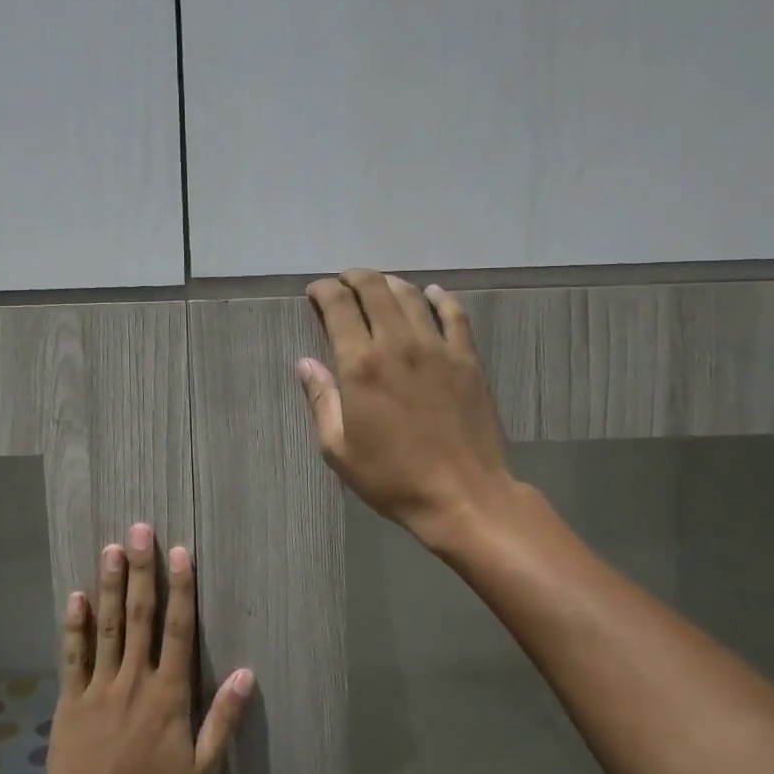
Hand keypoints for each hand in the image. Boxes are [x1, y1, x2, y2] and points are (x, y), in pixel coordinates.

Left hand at [38, 524, 252, 773]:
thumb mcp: (201, 773)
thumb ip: (222, 720)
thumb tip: (247, 673)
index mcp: (168, 696)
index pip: (178, 631)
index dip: (181, 589)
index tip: (180, 552)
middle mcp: (133, 682)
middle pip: (140, 617)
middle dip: (143, 571)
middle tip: (140, 530)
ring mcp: (98, 689)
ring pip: (108, 627)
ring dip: (111, 586)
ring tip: (111, 549)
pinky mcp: (70, 702)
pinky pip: (73, 657)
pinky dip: (75, 626)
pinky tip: (76, 596)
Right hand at [301, 269, 513, 545]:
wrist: (462, 495)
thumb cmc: (392, 477)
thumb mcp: (339, 449)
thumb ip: (321, 400)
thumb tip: (305, 364)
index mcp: (361, 365)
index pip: (338, 308)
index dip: (323, 291)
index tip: (316, 292)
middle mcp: (398, 345)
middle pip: (374, 290)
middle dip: (354, 278)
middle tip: (344, 282)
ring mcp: (438, 348)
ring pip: (411, 296)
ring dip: (390, 283)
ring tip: (379, 286)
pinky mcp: (468, 359)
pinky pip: (455, 314)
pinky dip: (440, 298)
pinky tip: (432, 294)